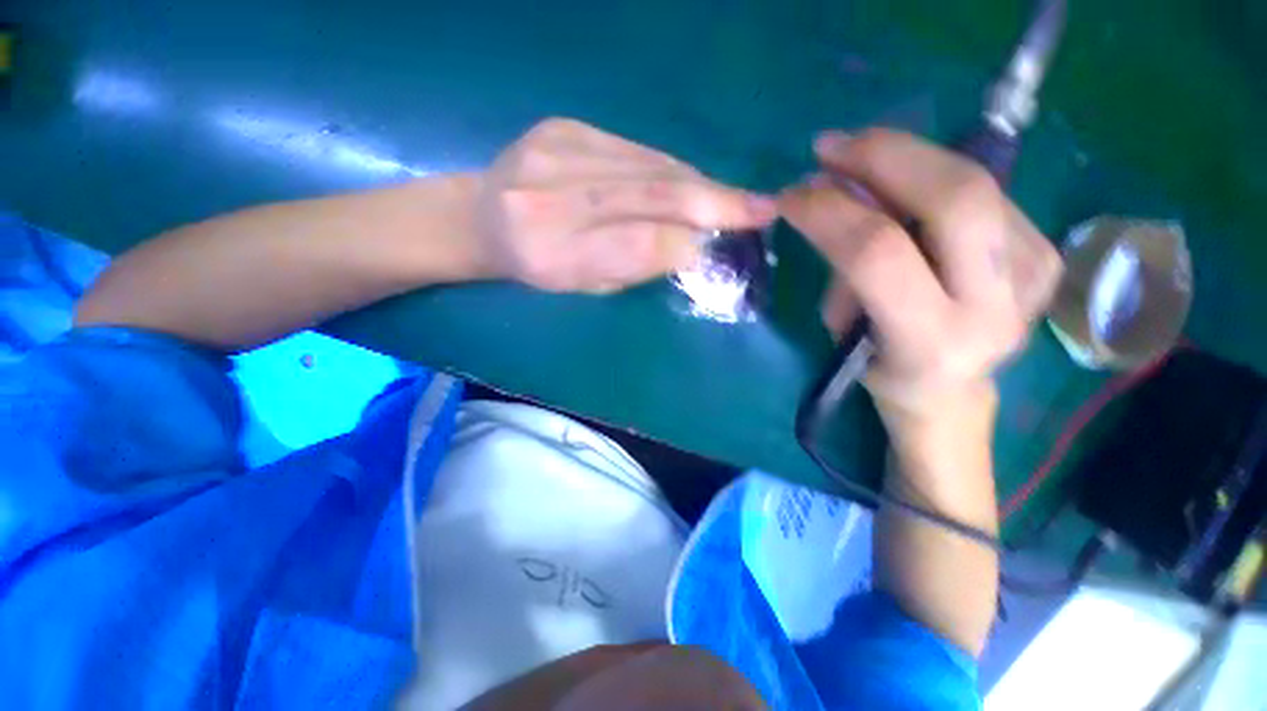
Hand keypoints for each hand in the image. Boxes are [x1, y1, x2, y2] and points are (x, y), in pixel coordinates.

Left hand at [473, 118, 777, 293]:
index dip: (690, 242)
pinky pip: (637, 150)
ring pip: (651, 166)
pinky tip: (688, 182)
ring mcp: (556, 151)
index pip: (639, 244)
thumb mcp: (582, 286)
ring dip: (699, 184)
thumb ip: (634, 266)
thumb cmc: (535, 269)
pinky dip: (671, 168)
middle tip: (762, 209)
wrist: (481, 219)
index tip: (731, 243)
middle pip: (652, 194)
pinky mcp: (565, 127)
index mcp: (551, 256)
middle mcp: (550, 198)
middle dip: (715, 203)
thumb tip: (692, 244)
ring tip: (731, 198)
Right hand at [780, 129, 1061, 427]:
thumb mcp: (843, 329)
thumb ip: (843, 262)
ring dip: (906, 159)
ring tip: (859, 160)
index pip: (878, 253)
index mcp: (931, 340)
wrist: (951, 389)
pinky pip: (986, 191)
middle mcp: (995, 305)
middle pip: (955, 196)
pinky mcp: (1048, 253)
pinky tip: (904, 189)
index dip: (829, 211)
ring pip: (975, 181)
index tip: (791, 195)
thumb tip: (832, 194)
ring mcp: (1034, 275)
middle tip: (832, 148)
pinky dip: (933, 177)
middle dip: (883, 157)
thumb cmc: (881, 366)